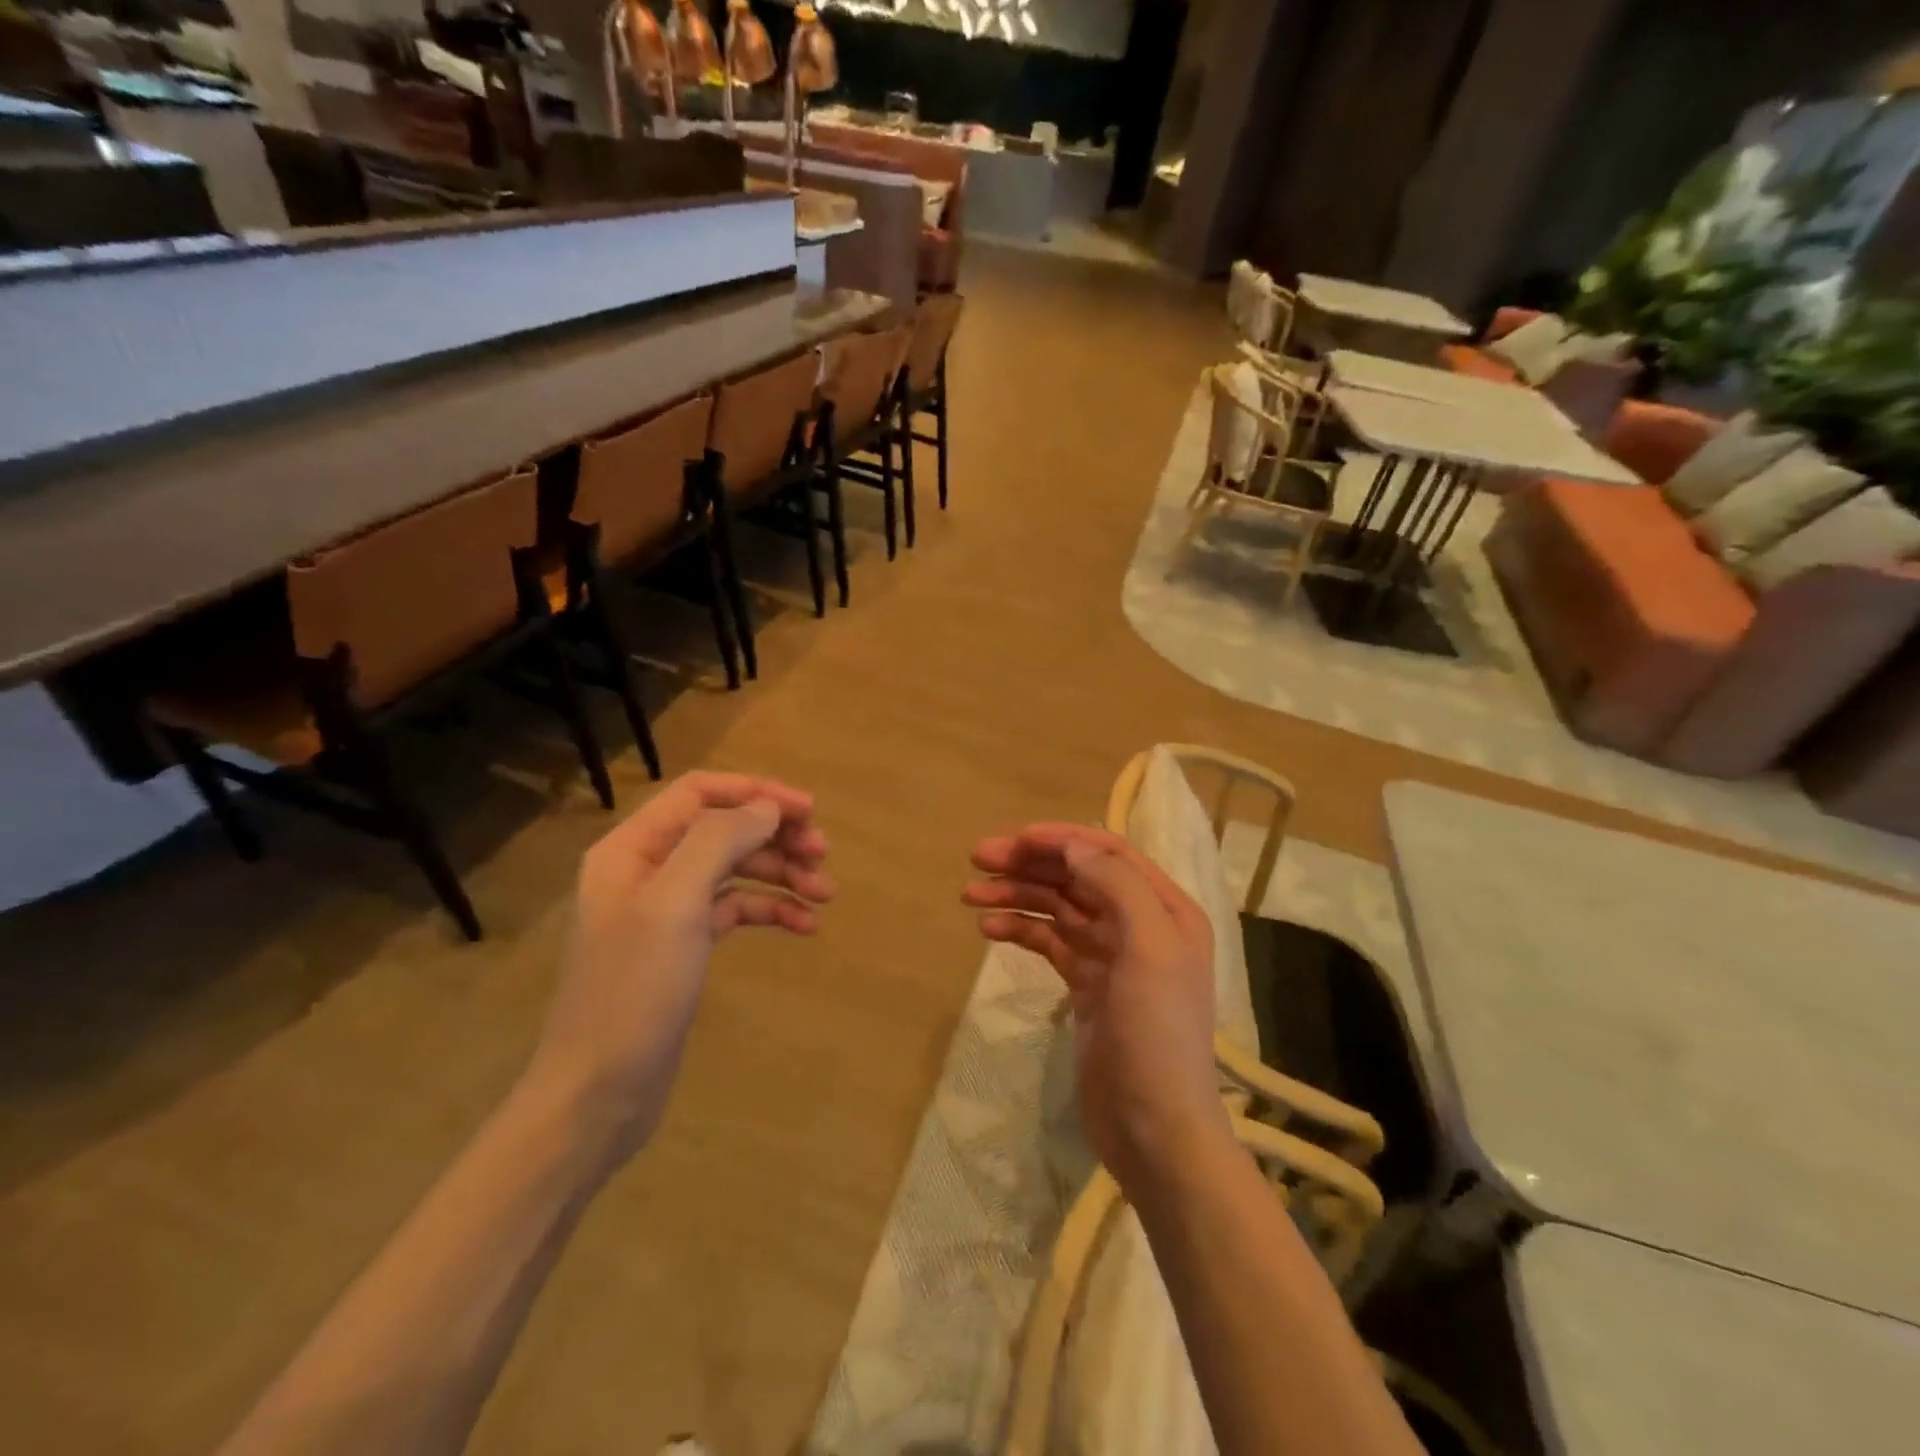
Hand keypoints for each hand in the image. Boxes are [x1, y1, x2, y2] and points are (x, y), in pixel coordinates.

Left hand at [525, 772, 833, 1156]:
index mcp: (632, 849)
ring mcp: (667, 909)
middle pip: (723, 830)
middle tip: (823, 854)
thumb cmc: (633, 991)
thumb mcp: (674, 904)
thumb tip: (766, 807)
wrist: (598, 1094)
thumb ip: (719, 841)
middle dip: (776, 836)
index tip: (808, 810)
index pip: (700, 793)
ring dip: (782, 874)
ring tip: (826, 894)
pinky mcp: (685, 945)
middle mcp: (648, 869)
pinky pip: (736, 909)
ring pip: (735, 869)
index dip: (756, 792)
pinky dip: (771, 910)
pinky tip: (806, 926)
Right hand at [962, 825, 1227, 1191]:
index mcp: (1165, 908)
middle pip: (1077, 876)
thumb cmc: (1156, 1032)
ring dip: (1016, 894)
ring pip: (1057, 907)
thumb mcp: (1149, 949)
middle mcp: (1139, 923)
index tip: (1015, 838)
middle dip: (1029, 863)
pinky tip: (989, 929)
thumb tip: (1073, 847)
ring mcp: (1110, 955)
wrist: (1154, 1127)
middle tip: (977, 858)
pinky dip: (1020, 929)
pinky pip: (1048, 942)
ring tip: (969, 895)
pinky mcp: (1085, 984)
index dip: (1062, 839)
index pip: (1108, 853)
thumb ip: (1116, 886)